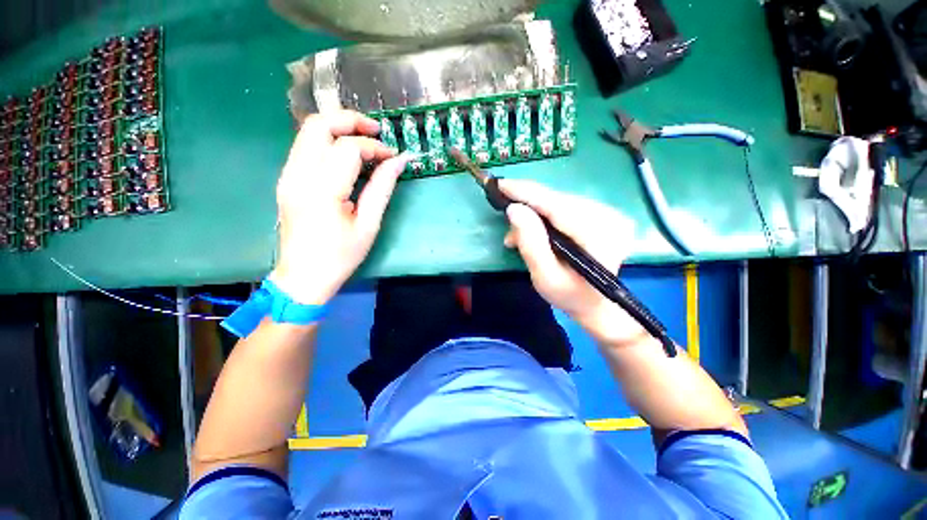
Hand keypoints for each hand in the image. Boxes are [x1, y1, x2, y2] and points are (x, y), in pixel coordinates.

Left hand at [269, 111, 409, 304]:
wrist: (303, 276)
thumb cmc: (341, 256)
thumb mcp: (368, 225)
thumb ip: (382, 188)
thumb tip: (399, 161)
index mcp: (321, 191)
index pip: (348, 149)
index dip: (374, 147)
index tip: (392, 157)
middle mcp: (297, 175)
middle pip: (318, 125)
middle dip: (350, 120)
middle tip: (376, 131)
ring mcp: (287, 175)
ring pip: (307, 131)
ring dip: (338, 128)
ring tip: (365, 140)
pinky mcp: (286, 179)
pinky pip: (305, 146)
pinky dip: (328, 141)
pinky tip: (347, 155)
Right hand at [500, 180, 646, 345]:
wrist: (597, 304)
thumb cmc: (569, 296)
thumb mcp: (544, 277)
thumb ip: (530, 243)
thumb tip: (514, 209)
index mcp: (599, 236)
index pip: (557, 205)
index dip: (527, 193)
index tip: (501, 184)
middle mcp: (610, 218)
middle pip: (558, 201)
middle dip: (527, 207)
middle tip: (505, 221)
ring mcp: (609, 214)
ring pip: (559, 202)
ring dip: (534, 213)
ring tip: (516, 235)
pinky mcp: (602, 214)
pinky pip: (566, 207)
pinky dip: (545, 216)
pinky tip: (534, 231)